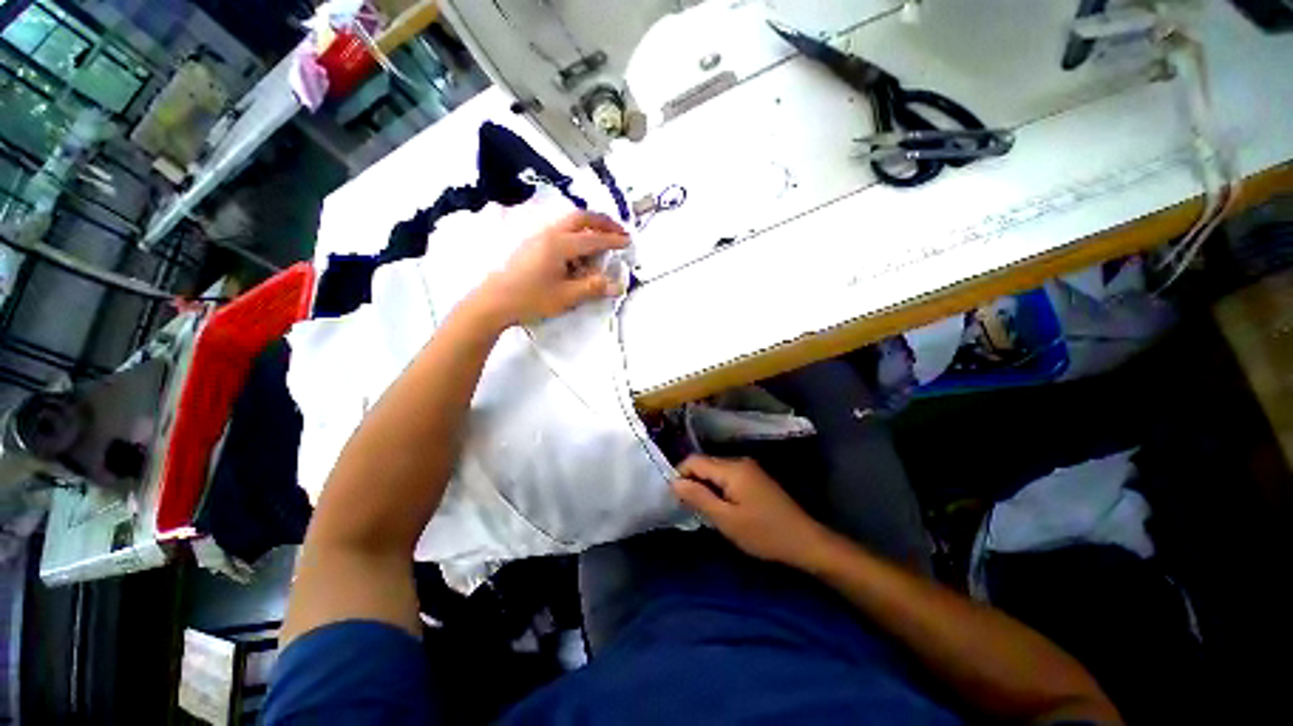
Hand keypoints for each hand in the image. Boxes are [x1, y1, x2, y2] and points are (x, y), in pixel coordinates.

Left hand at [474, 211, 628, 327]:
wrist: (494, 301)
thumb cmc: (531, 298)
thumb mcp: (566, 296)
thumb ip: (593, 288)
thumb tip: (618, 286)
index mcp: (560, 245)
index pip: (593, 239)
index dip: (613, 240)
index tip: (628, 240)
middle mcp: (550, 234)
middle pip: (580, 218)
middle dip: (602, 222)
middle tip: (618, 230)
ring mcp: (538, 236)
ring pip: (568, 222)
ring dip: (588, 226)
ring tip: (601, 238)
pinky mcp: (532, 243)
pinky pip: (559, 230)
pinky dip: (575, 233)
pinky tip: (578, 250)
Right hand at [673, 455, 832, 568]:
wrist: (804, 541)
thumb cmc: (763, 533)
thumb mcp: (726, 519)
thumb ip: (699, 497)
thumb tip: (674, 481)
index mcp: (732, 468)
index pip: (694, 461)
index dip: (680, 475)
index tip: (675, 498)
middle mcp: (739, 461)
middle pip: (705, 464)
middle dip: (693, 482)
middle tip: (689, 508)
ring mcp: (749, 468)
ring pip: (716, 471)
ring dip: (705, 486)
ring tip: (704, 510)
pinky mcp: (755, 477)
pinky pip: (727, 476)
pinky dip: (718, 488)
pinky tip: (721, 507)